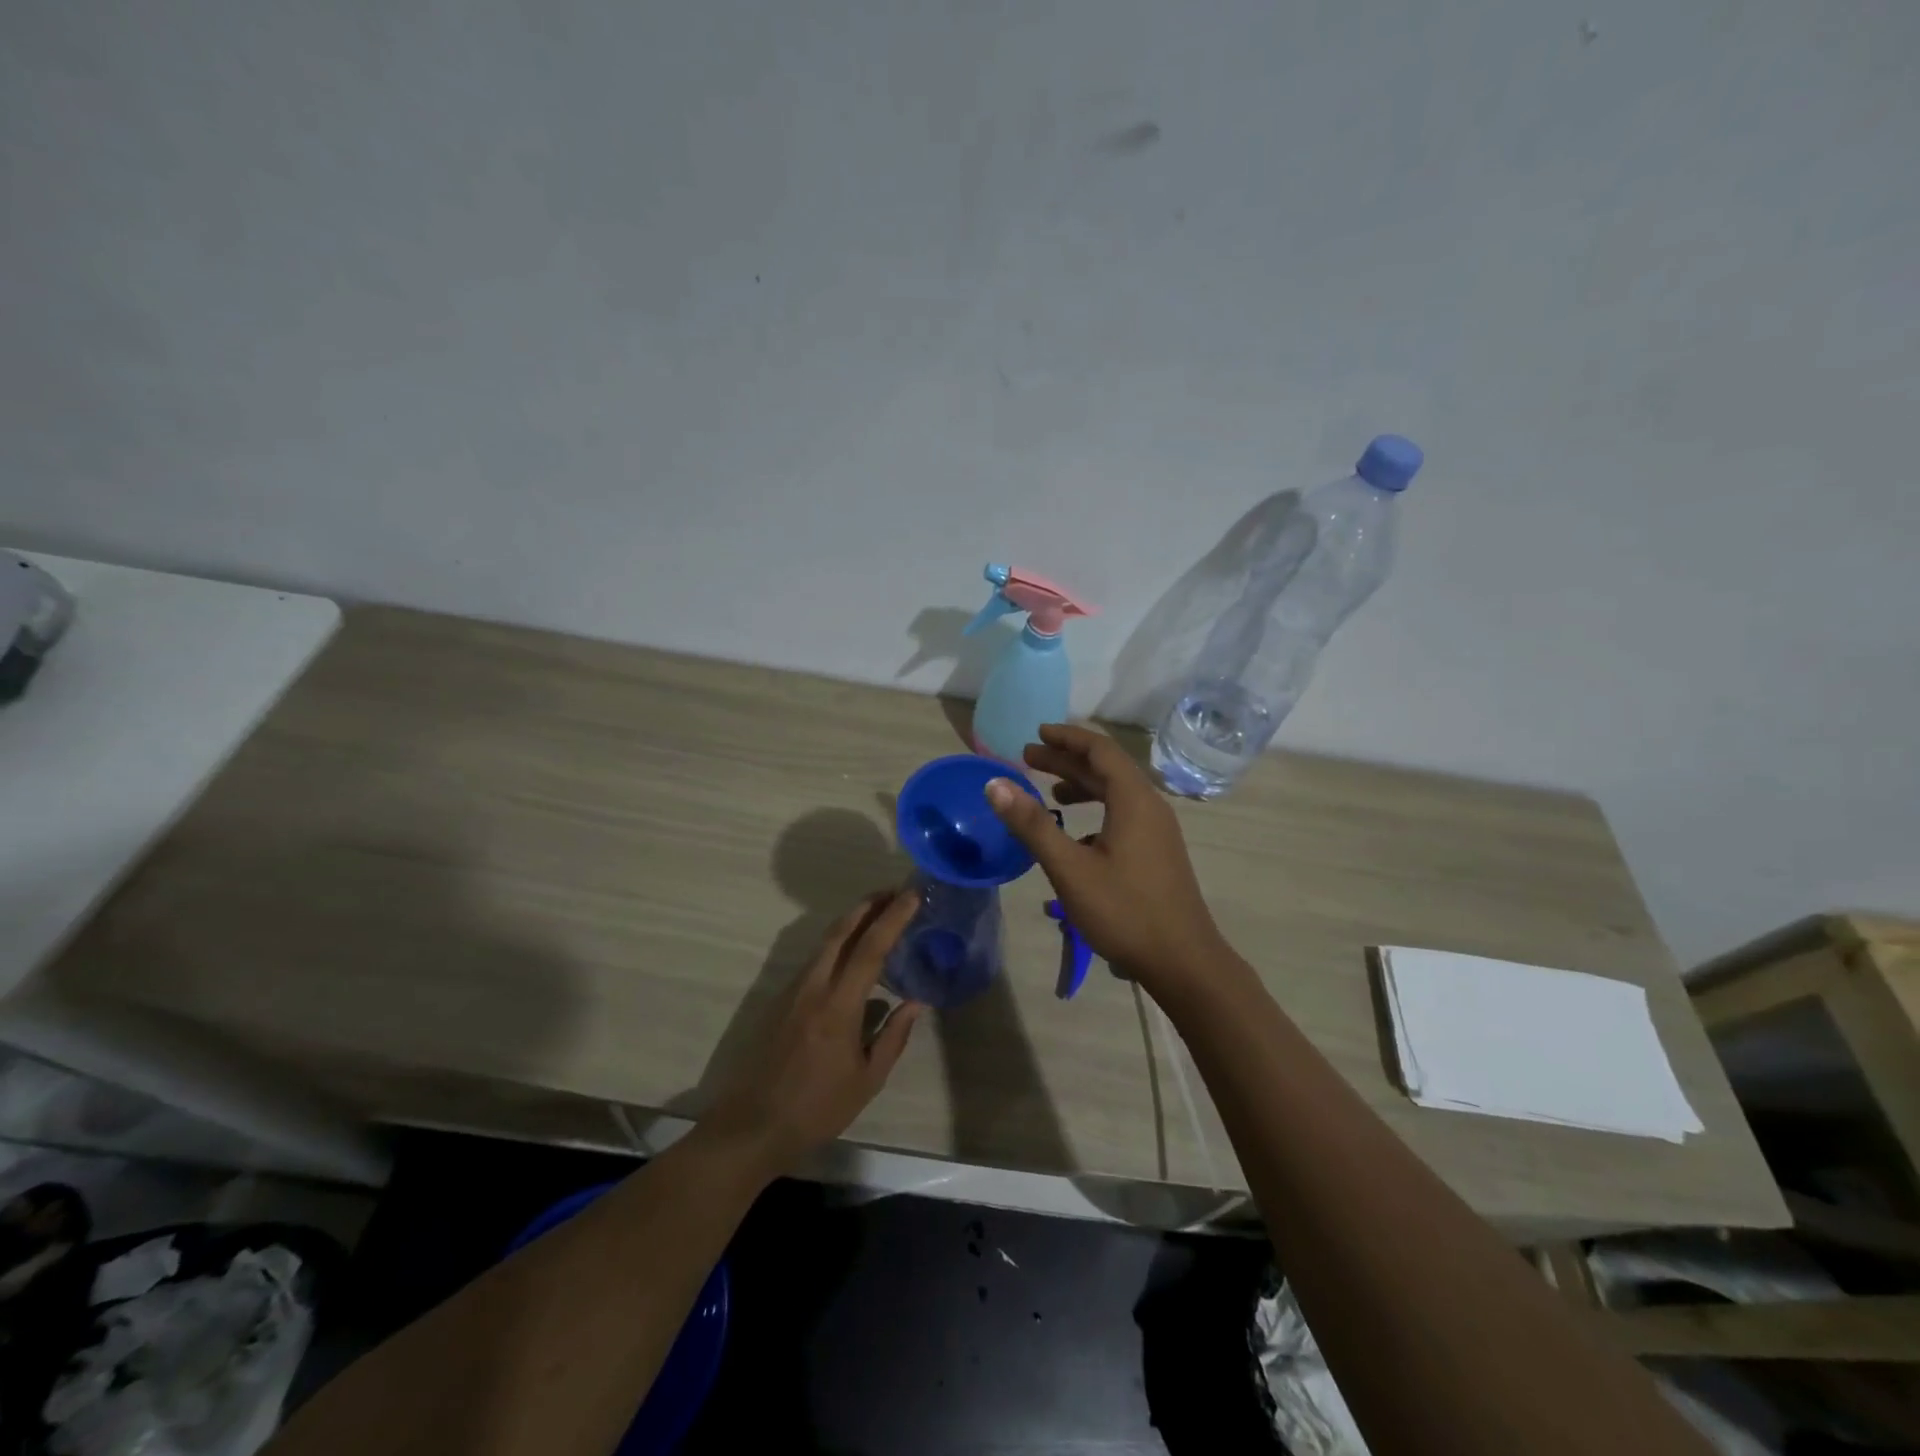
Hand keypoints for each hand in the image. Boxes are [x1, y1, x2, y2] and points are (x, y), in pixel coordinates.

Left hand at [704, 891, 923, 1175]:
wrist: (751, 1126)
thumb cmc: (816, 1109)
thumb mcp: (867, 1081)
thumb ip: (893, 1037)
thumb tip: (915, 1003)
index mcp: (838, 1005)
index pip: (870, 949)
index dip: (893, 918)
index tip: (912, 896)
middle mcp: (813, 987)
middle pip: (841, 931)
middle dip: (868, 906)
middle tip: (893, 892)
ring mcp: (792, 991)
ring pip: (824, 943)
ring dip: (851, 922)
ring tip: (877, 915)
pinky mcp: (779, 1000)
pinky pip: (814, 960)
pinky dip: (836, 945)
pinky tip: (849, 954)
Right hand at [986, 723, 1226, 991]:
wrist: (1183, 962)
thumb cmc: (1124, 911)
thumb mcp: (1070, 868)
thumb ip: (1033, 824)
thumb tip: (995, 784)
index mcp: (1134, 800)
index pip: (1099, 750)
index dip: (1067, 738)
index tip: (1036, 733)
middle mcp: (1150, 806)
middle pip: (1107, 768)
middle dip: (1067, 760)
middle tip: (1028, 758)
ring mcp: (1158, 830)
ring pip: (1116, 793)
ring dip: (1082, 785)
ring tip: (1049, 791)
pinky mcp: (1157, 851)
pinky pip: (1123, 814)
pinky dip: (1095, 809)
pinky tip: (1076, 833)